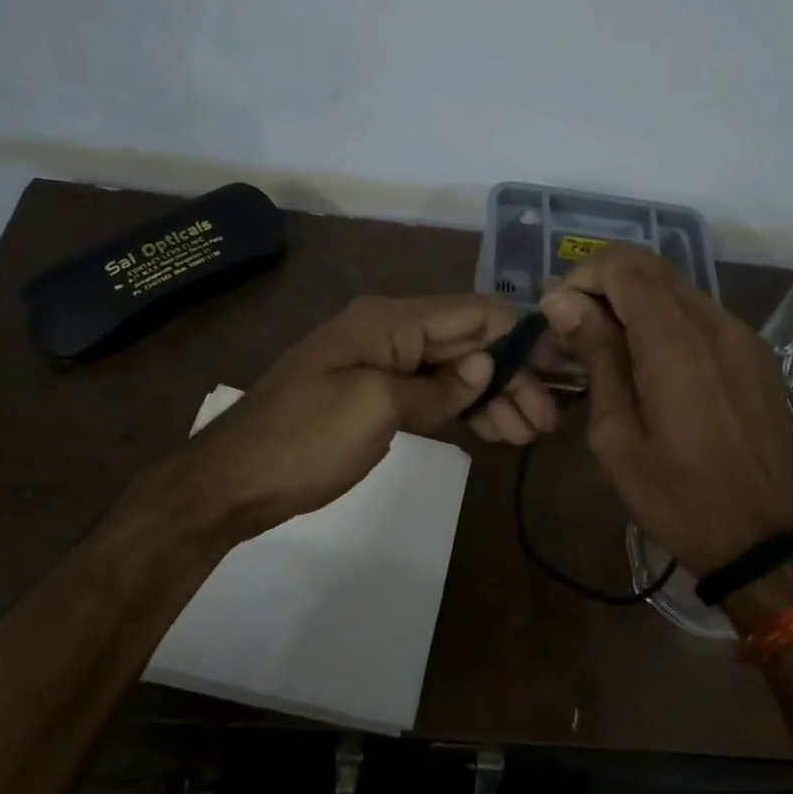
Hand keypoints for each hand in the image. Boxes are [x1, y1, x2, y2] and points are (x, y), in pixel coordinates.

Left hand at [179, 295, 560, 541]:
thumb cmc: (303, 440)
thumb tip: (485, 366)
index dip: (519, 334)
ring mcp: (380, 365)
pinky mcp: (374, 396)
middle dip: (511, 375)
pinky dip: (463, 409)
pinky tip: (493, 430)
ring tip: (530, 433)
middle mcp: (389, 332)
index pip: (472, 312)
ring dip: (493, 396)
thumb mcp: (375, 410)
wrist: (232, 481)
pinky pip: (430, 393)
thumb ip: (436, 388)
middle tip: (548, 420)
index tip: (560, 364)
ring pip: (453, 370)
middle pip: (467, 342)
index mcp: (389, 322)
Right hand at [540, 248, 792, 578]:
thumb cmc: (676, 496)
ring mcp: (743, 335)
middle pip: (652, 266)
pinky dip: (667, 317)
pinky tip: (652, 359)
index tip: (559, 313)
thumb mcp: (616, 435)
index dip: (583, 276)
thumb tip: (562, 301)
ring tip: (610, 343)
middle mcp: (714, 323)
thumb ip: (596, 357)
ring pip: (678, 286)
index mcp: (675, 343)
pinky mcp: (757, 353)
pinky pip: (703, 312)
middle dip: (605, 281)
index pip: (624, 267)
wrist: (763, 541)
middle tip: (577, 324)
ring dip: (635, 298)